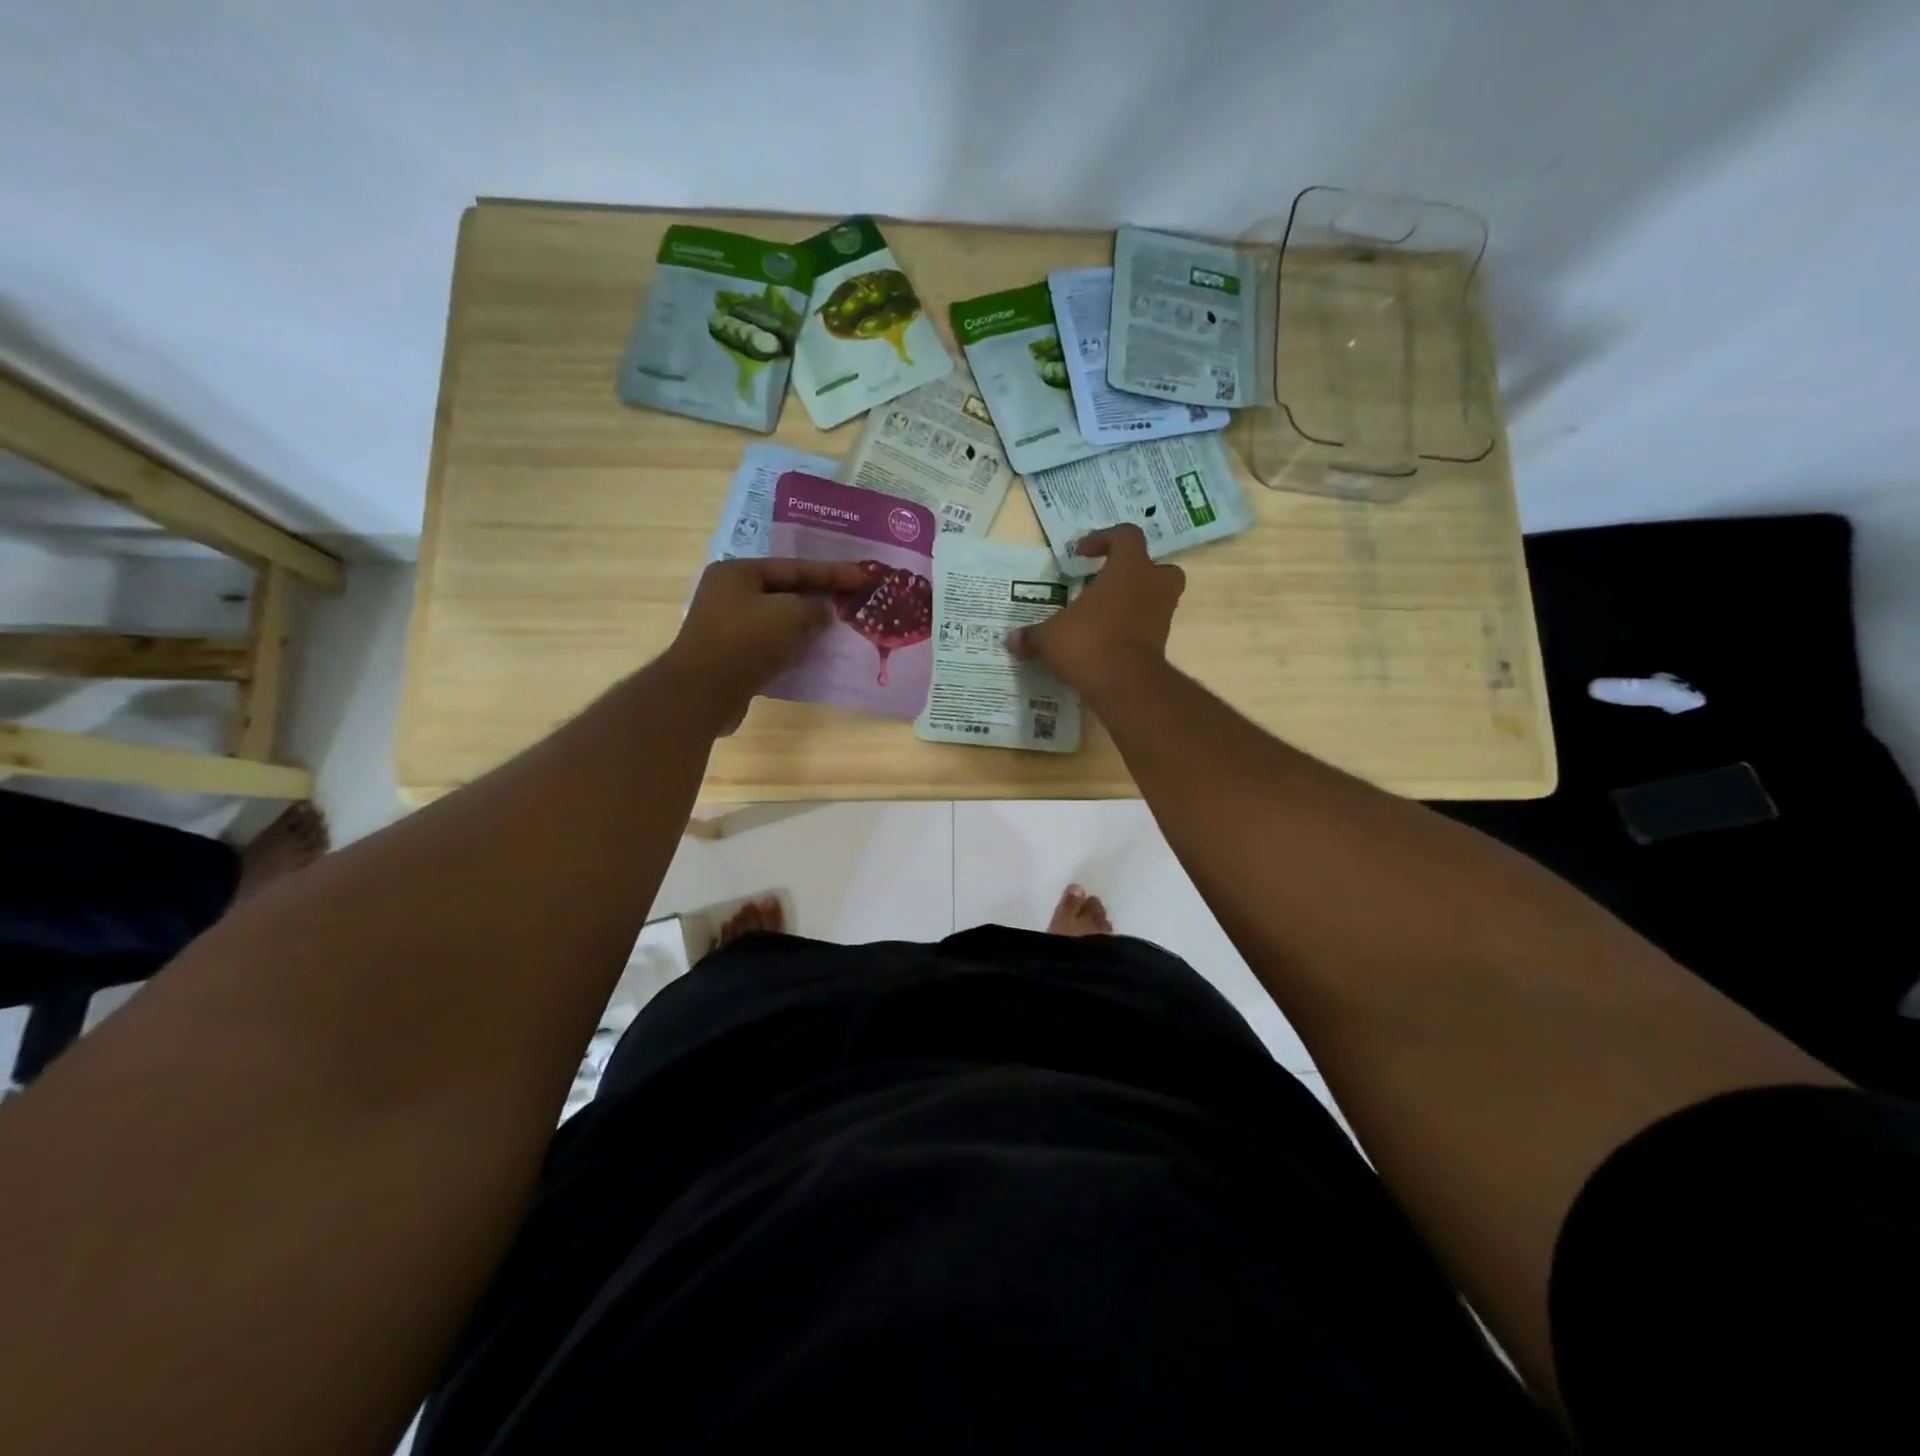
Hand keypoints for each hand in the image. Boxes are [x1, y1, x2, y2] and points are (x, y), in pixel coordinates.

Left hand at [664, 556, 866, 731]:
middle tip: (852, 600)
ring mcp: (728, 628)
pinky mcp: (733, 657)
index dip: (831, 572)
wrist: (703, 694)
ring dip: (807, 625)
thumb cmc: (746, 642)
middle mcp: (729, 595)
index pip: (793, 567)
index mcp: (738, 573)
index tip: (862, 577)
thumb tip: (822, 611)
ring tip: (839, 628)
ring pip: (778, 620)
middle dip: (819, 597)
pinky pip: (771, 645)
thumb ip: (814, 607)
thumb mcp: (790, 615)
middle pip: (784, 592)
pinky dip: (794, 647)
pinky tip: (815, 653)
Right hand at [1006, 525, 1184, 698]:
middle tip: (1109, 583)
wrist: (1124, 684)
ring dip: (1134, 603)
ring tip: (1103, 616)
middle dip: (1136, 572)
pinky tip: (1105, 643)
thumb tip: (1010, 640)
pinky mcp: (1160, 645)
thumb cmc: (1088, 642)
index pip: (1126, 536)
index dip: (1104, 539)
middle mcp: (1152, 587)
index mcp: (1128, 569)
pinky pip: (1147, 629)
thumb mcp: (1050, 637)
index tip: (1081, 554)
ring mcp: (1161, 617)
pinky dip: (1131, 632)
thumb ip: (1032, 635)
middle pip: (1157, 567)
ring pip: (1156, 599)